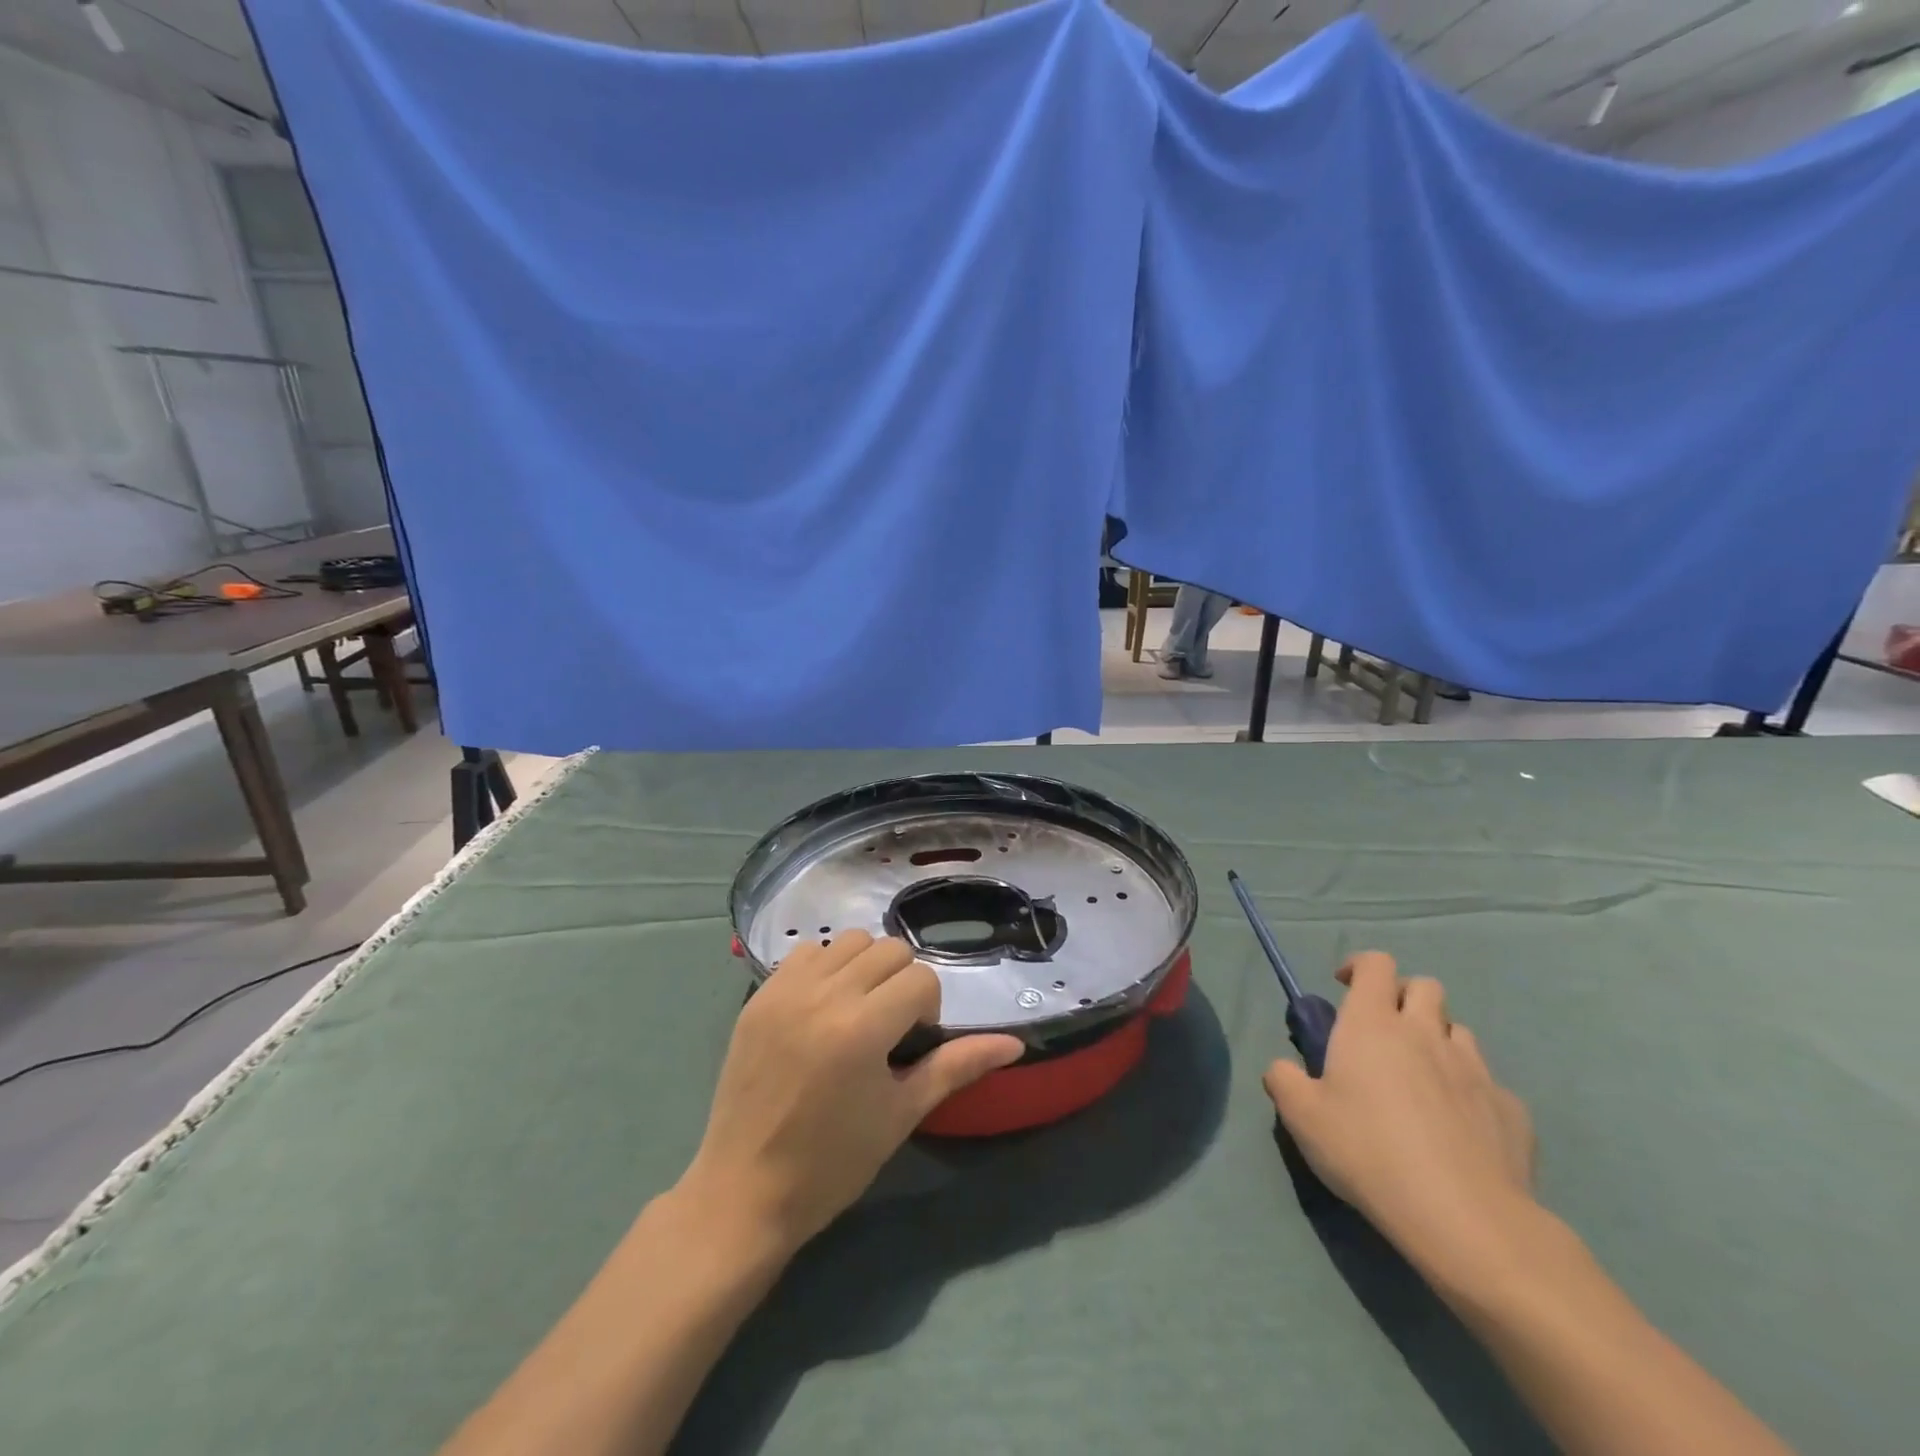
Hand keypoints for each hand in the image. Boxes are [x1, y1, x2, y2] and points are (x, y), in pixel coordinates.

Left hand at [681, 931, 1023, 1253]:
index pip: (920, 979)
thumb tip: (1014, 1044)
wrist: (744, 1191)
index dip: (927, 1010)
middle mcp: (824, 995)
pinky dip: (825, 968)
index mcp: (862, 1028)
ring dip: (865, 968)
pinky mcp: (759, 995)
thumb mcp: (902, 1114)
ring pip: (849, 942)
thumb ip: (957, 1067)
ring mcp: (786, 990)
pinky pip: (806, 953)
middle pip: (889, 950)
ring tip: (855, 1013)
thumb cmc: (832, 1163)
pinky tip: (821, 1009)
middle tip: (888, 1030)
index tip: (910, 1046)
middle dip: (902, 983)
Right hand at [1263, 951, 1536, 1268]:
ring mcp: (1475, 1070)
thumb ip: (1283, 1080)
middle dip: (1404, 997)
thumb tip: (1283, 1069)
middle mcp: (1426, 1033)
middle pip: (1425, 987)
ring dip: (1438, 1040)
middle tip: (1384, 1031)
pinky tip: (1459, 1126)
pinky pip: (1489, 1084)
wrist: (1464, 1217)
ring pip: (1459, 1032)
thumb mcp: (1301, 1117)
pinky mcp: (1511, 1110)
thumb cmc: (1368, 1152)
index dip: (1360, 966)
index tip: (1344, 986)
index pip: (1376, 964)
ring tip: (1421, 1077)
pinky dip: (1470, 1091)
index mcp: (1372, 1024)